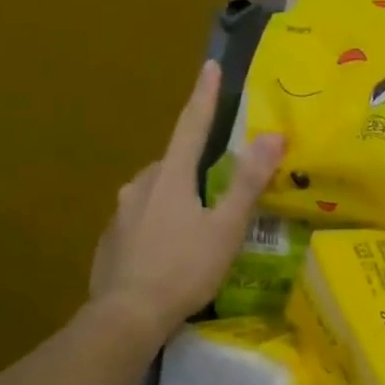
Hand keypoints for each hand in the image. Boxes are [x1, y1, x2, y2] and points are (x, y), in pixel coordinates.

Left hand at [88, 60, 284, 334]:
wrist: (128, 316)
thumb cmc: (185, 269)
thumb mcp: (227, 227)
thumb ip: (249, 182)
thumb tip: (273, 135)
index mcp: (170, 177)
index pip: (191, 126)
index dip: (204, 97)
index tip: (209, 67)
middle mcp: (140, 185)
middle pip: (173, 164)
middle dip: (195, 166)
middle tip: (220, 186)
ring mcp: (120, 213)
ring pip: (156, 193)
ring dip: (177, 198)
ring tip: (199, 226)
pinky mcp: (111, 240)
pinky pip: (141, 220)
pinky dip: (159, 225)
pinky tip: (171, 252)